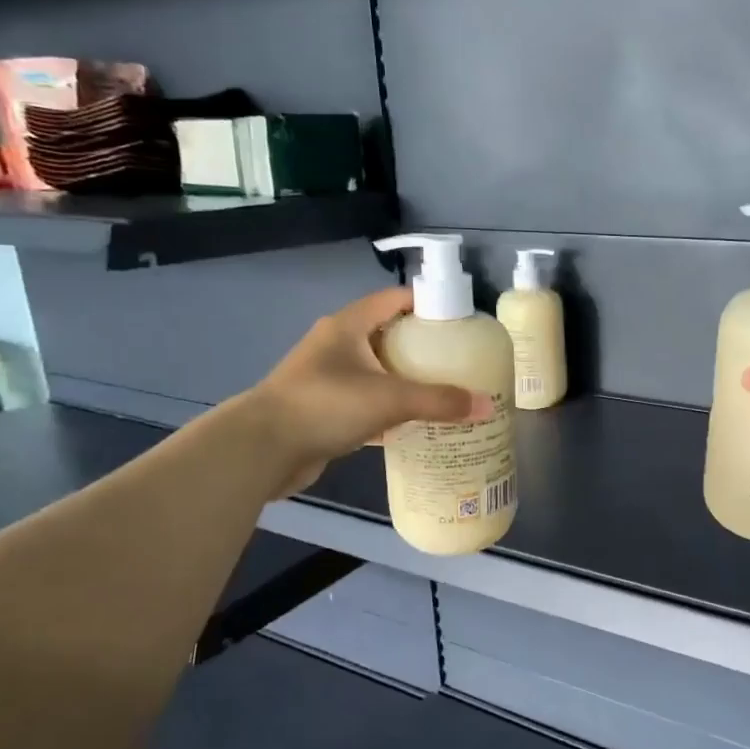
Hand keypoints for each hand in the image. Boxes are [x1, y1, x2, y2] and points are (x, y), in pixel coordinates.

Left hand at [247, 287, 491, 495]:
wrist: (262, 449)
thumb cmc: (325, 405)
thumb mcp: (390, 399)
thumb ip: (440, 401)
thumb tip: (488, 406)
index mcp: (347, 326)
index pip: (393, 299)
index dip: (426, 303)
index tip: (459, 319)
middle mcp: (335, 345)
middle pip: (387, 334)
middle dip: (421, 345)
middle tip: (458, 359)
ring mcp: (326, 378)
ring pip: (376, 370)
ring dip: (405, 378)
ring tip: (443, 389)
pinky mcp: (323, 409)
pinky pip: (366, 400)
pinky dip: (389, 408)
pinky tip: (413, 423)